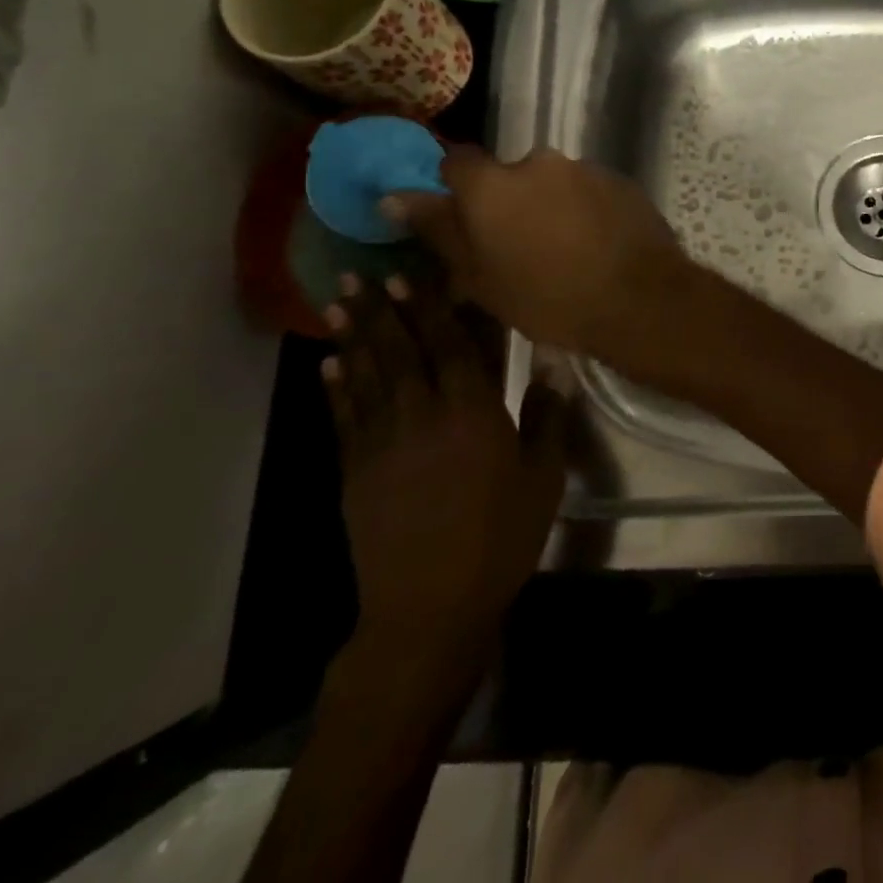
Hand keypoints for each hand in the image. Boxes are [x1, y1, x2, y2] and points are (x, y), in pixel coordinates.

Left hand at [322, 273, 564, 685]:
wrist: (430, 608)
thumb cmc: (500, 538)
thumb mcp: (543, 478)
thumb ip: (547, 418)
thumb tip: (553, 367)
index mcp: (473, 413)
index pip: (451, 346)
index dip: (430, 309)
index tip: (410, 275)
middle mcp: (423, 416)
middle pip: (401, 352)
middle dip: (382, 311)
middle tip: (361, 274)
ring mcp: (382, 444)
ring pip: (367, 378)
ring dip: (353, 338)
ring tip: (337, 304)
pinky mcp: (355, 474)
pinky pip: (344, 420)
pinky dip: (336, 390)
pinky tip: (329, 366)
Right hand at [383, 147, 689, 371]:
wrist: (640, 299)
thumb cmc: (548, 299)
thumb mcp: (479, 278)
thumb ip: (439, 230)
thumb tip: (394, 196)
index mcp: (493, 184)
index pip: (457, 164)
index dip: (456, 190)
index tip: (464, 221)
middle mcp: (539, 162)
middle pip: (510, 176)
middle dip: (510, 203)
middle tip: (518, 248)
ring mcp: (586, 168)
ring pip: (553, 184)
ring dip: (550, 207)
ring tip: (565, 252)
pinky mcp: (621, 181)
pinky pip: (589, 191)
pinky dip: (585, 211)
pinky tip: (596, 246)